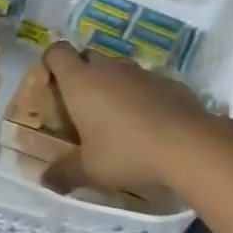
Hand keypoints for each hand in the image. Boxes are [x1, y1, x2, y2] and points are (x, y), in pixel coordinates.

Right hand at [41, 41, 232, 201]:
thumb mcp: (90, 170)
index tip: (52, 82)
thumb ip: (64, 173)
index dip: (52, 62)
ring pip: (119, 69)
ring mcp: (141, 71)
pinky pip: (146, 82)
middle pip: (88, 57)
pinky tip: (149, 123)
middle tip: (83, 106)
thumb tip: (45, 180)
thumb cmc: (126, 152)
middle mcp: (109, 67)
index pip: (58, 52)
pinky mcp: (168, 80)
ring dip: (114, 85)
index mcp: (81, 81)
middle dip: (83, 75)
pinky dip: (141, 95)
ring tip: (117, 118)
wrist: (187, 144)